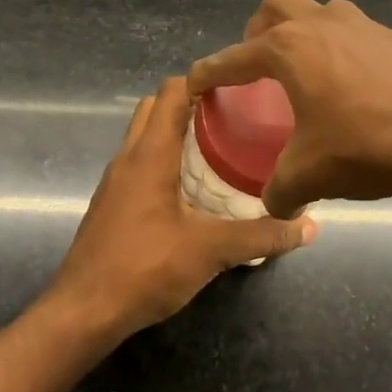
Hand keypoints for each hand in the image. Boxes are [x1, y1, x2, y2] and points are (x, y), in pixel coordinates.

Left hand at [48, 77, 315, 340]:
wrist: (83, 312)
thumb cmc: (144, 268)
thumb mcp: (211, 251)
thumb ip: (261, 236)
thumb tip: (309, 226)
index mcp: (149, 154)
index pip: (171, 92)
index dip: (202, 80)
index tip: (237, 86)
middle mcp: (127, 158)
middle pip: (154, 109)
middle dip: (190, 103)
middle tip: (232, 117)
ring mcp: (114, 183)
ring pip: (143, 138)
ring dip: (174, 133)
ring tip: (218, 147)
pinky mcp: (111, 205)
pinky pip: (139, 165)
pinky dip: (163, 160)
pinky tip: (192, 189)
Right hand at [187, 0, 391, 217]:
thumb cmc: (364, 147)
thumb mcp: (309, 175)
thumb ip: (280, 190)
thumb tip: (276, 205)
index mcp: (288, 49)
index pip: (234, 57)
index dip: (209, 72)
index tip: (195, 83)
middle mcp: (323, 25)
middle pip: (277, 5)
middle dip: (258, 30)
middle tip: (258, 63)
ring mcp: (366, 27)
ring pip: (322, 12)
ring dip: (306, 33)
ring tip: (308, 72)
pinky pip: (358, 35)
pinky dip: (344, 52)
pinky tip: (355, 89)